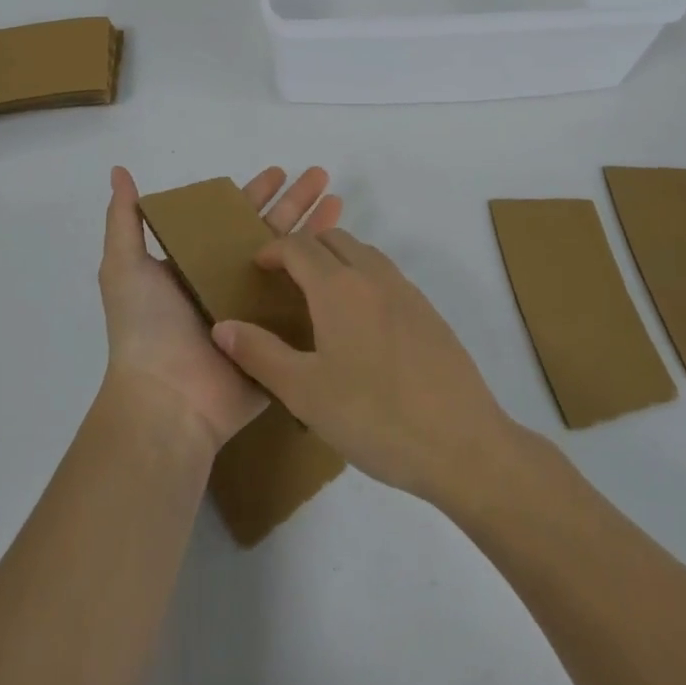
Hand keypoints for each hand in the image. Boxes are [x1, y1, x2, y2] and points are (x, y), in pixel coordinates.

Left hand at [100, 166, 340, 452]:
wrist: (168, 401)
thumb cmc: (146, 329)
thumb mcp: (123, 267)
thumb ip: (124, 220)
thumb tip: (118, 170)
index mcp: (200, 264)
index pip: (234, 218)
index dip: (256, 193)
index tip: (280, 171)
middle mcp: (231, 283)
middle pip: (271, 232)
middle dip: (296, 203)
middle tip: (321, 175)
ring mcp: (260, 312)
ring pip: (295, 262)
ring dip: (317, 231)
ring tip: (339, 200)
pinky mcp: (281, 340)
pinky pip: (308, 304)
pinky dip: (328, 279)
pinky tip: (347, 253)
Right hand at [210, 229, 513, 504]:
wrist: (464, 444)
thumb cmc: (376, 417)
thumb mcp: (305, 392)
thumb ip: (259, 354)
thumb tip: (221, 326)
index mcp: (339, 287)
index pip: (297, 246)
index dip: (272, 250)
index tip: (256, 268)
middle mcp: (373, 276)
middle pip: (332, 239)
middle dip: (303, 248)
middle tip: (284, 280)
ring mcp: (406, 291)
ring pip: (363, 253)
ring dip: (336, 259)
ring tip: (319, 296)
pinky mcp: (429, 312)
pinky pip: (386, 275)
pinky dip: (362, 278)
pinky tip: (360, 323)